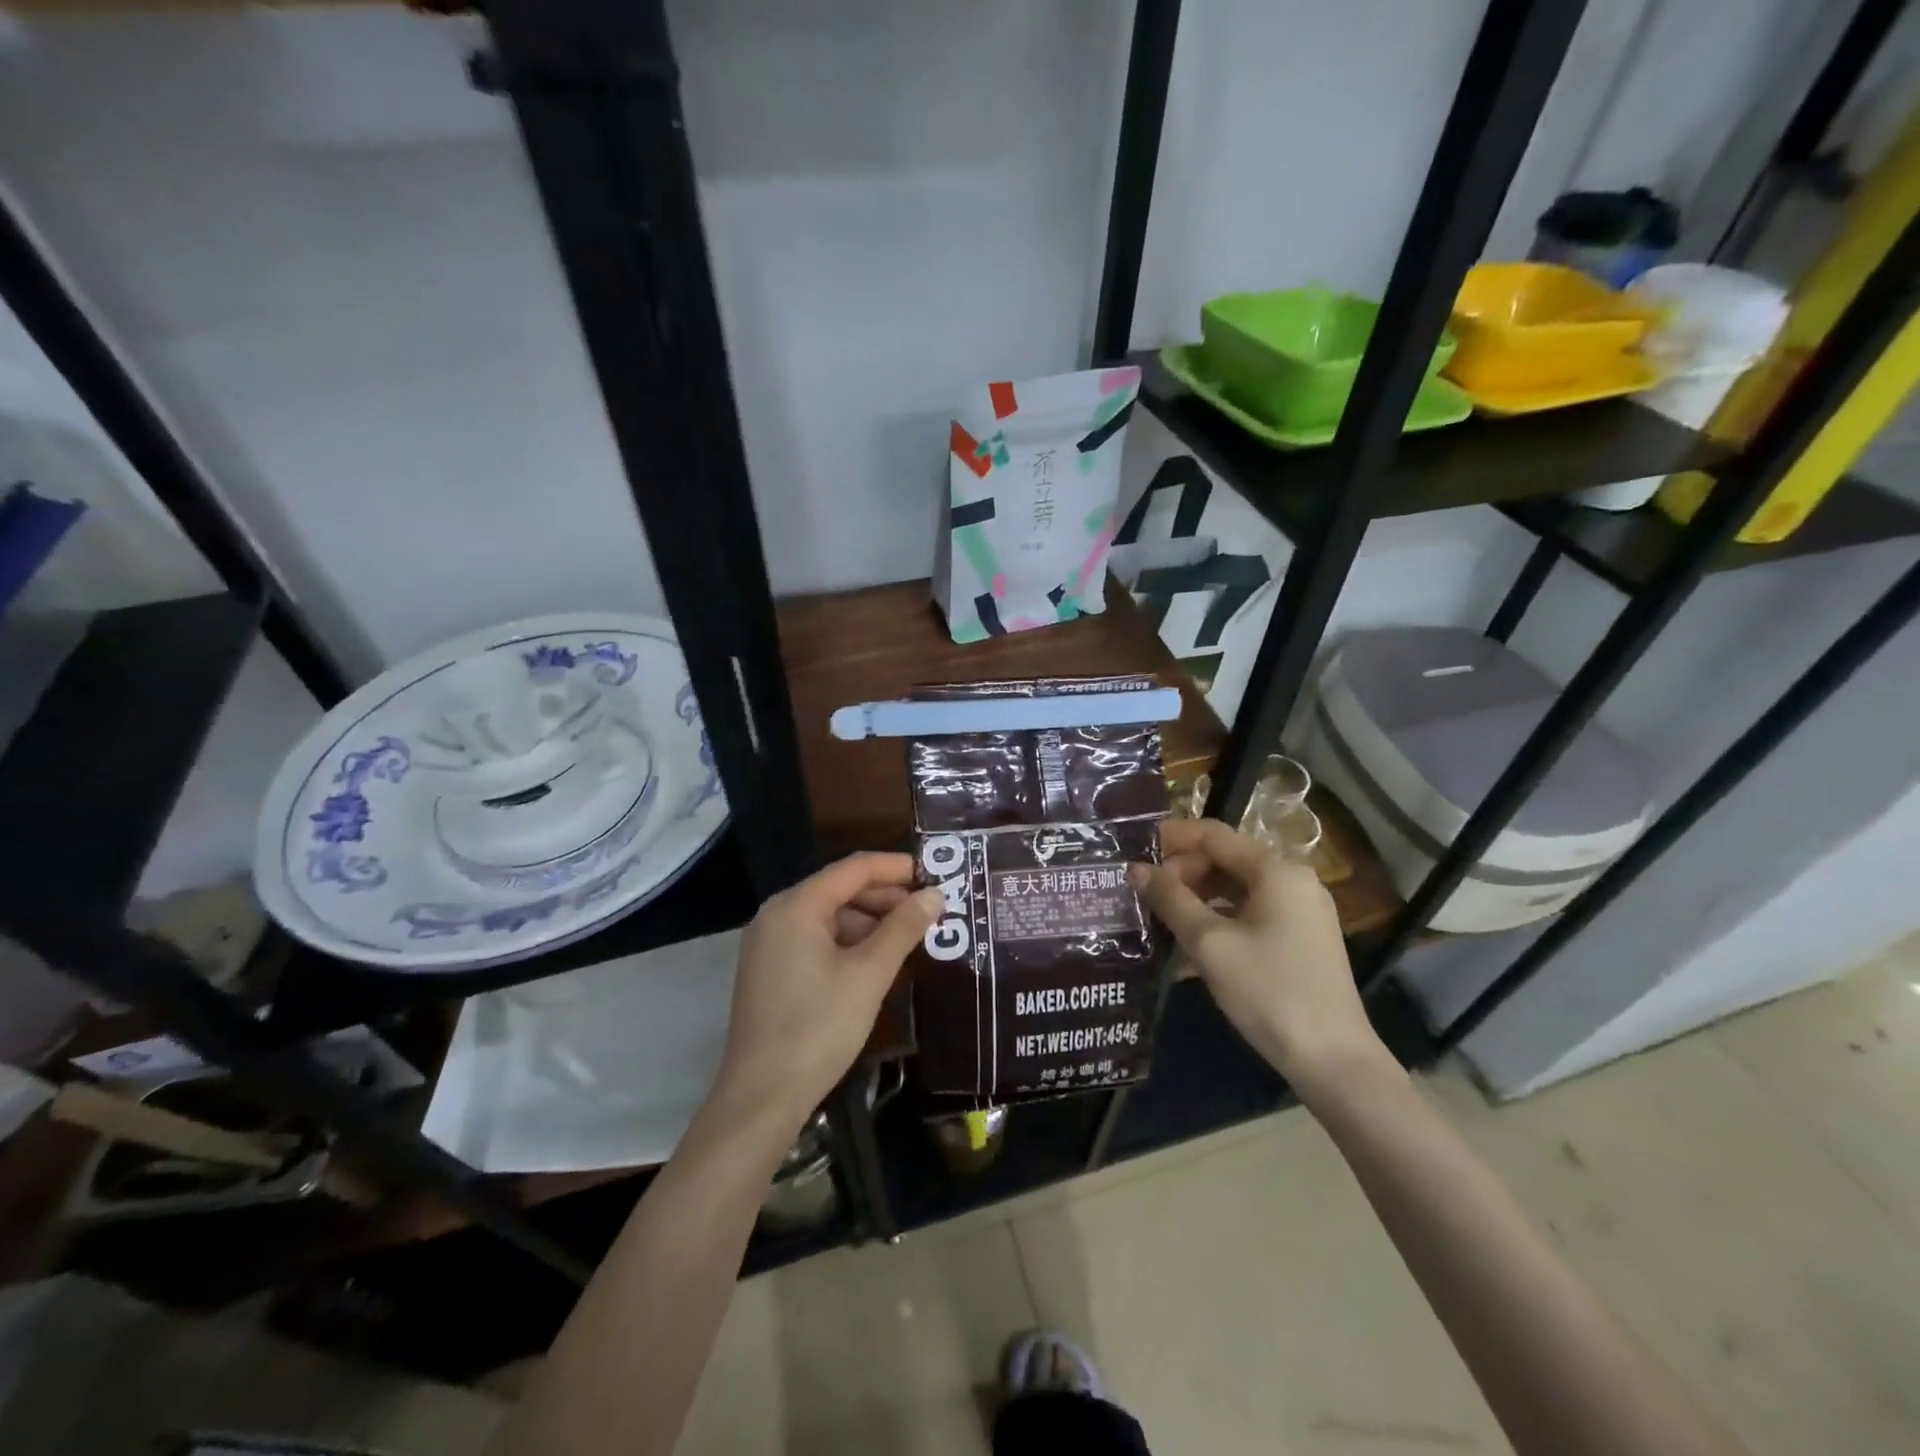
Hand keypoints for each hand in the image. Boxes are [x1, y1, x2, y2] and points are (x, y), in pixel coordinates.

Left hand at [712, 852, 940, 1138]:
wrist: (762, 1097)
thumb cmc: (818, 1027)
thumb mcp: (869, 974)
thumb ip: (903, 928)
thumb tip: (934, 895)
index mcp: (796, 905)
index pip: (854, 868)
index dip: (897, 867)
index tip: (935, 876)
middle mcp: (777, 914)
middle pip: (840, 889)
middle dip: (886, 898)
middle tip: (929, 913)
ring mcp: (769, 943)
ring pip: (829, 917)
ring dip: (870, 923)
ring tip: (910, 940)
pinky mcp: (769, 970)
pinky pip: (816, 939)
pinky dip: (848, 943)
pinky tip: (876, 963)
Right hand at [1129, 819, 1389, 1100]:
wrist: (1334, 1062)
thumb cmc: (1269, 992)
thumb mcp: (1209, 943)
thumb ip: (1171, 900)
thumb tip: (1136, 870)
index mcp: (1276, 871)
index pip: (1213, 835)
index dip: (1171, 838)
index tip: (1133, 851)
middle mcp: (1293, 882)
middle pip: (1225, 861)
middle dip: (1182, 874)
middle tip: (1144, 896)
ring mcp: (1301, 912)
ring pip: (1236, 891)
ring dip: (1196, 902)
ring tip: (1158, 921)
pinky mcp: (1301, 941)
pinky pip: (1250, 917)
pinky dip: (1218, 924)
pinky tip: (1187, 951)